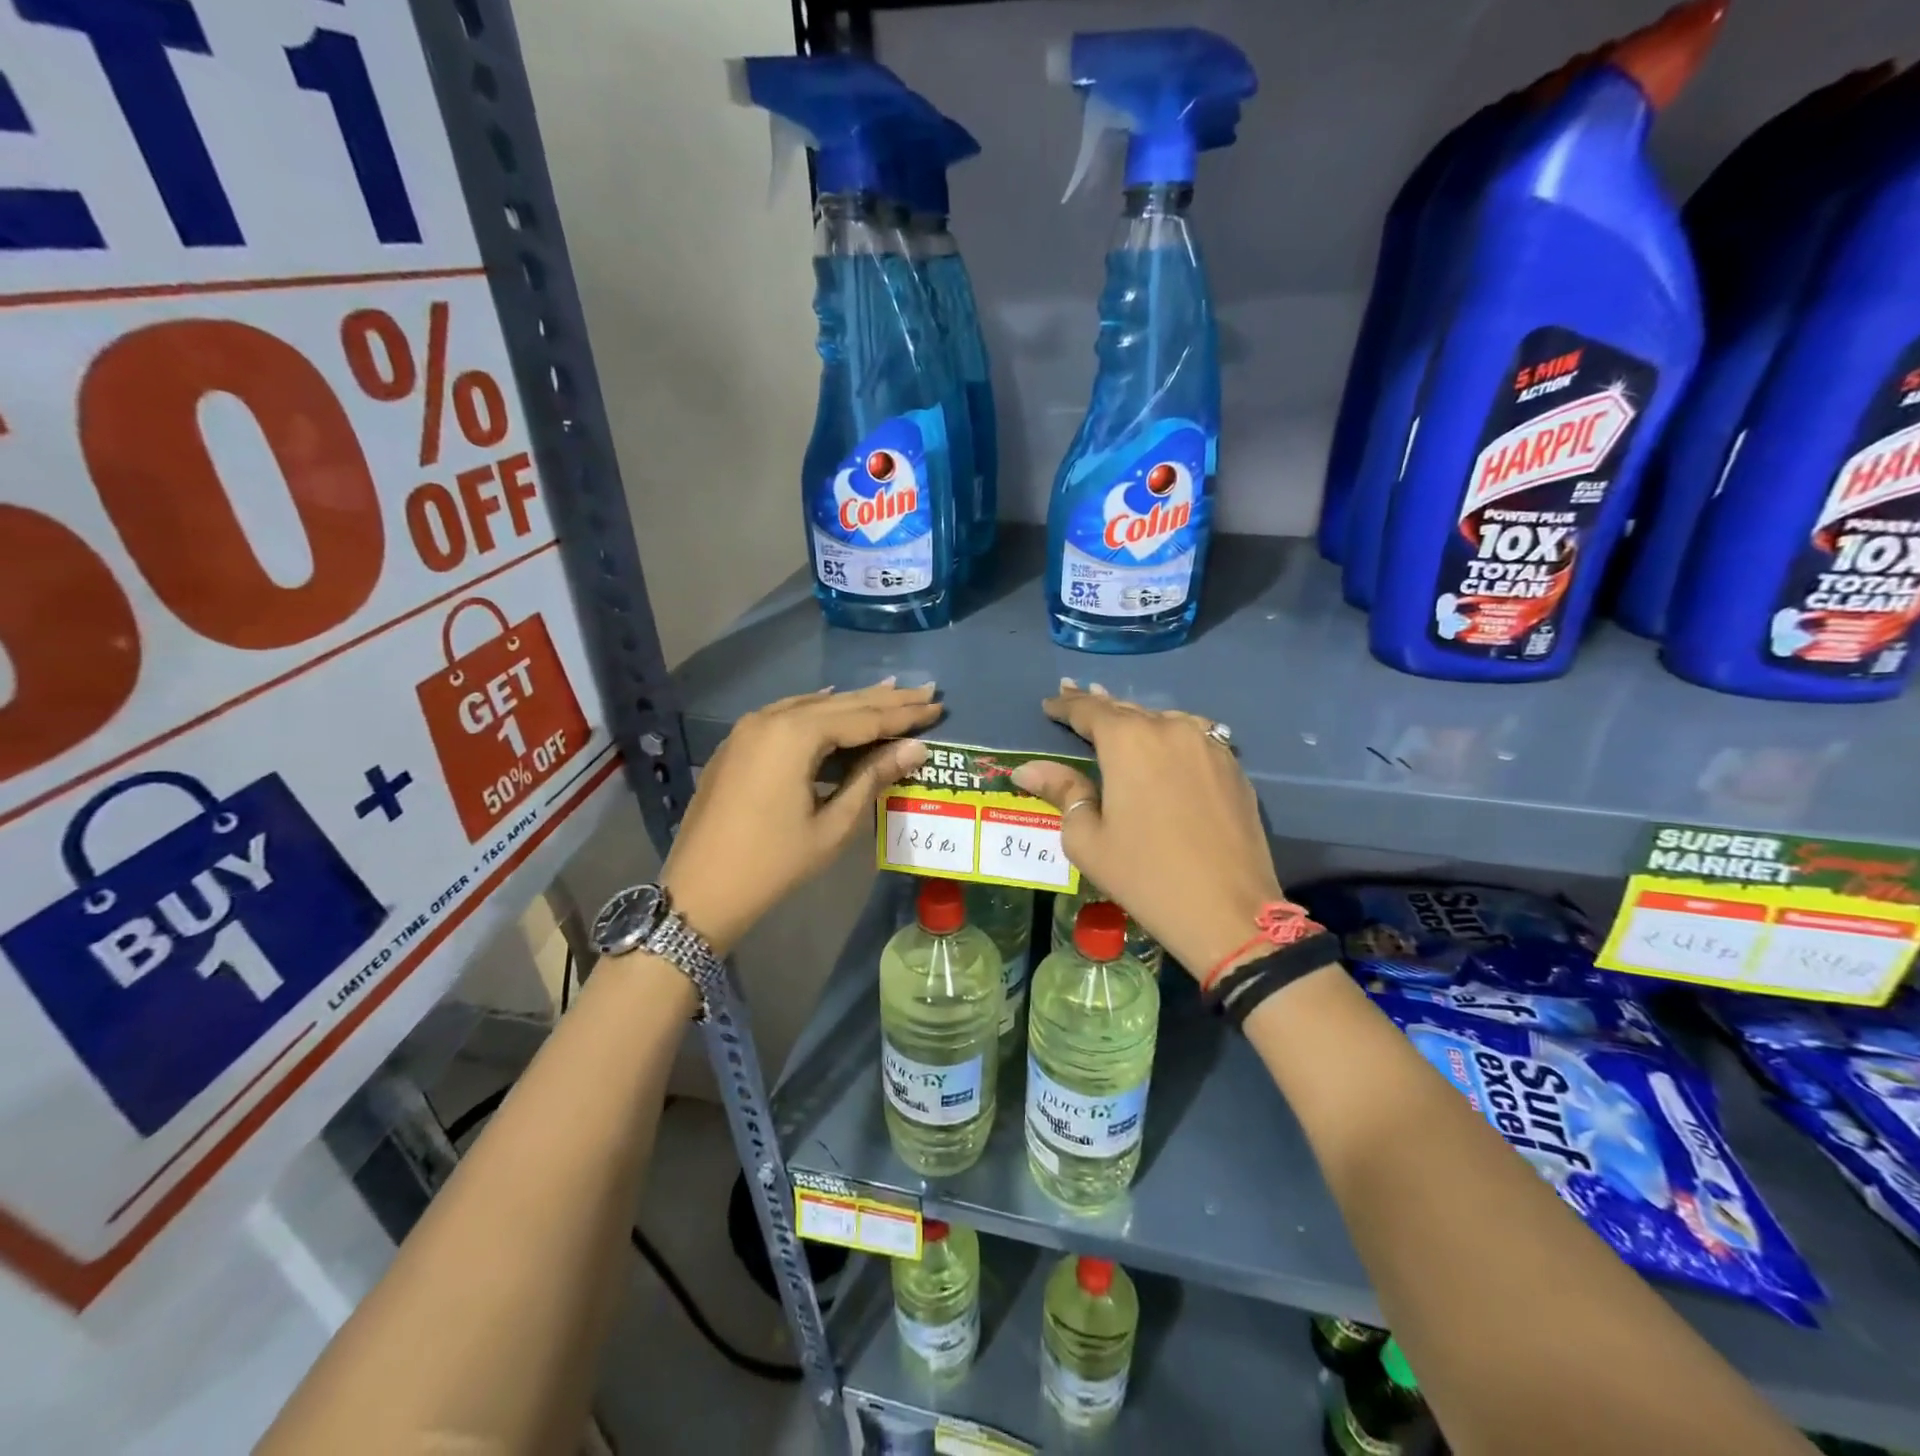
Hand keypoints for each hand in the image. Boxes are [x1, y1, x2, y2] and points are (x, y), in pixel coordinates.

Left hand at [663, 681, 939, 952]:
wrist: (699, 891)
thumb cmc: (773, 864)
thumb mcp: (833, 825)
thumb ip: (872, 778)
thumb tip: (915, 749)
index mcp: (794, 735)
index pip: (862, 717)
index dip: (903, 714)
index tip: (938, 704)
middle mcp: (770, 719)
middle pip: (838, 704)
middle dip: (884, 700)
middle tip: (925, 691)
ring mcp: (748, 729)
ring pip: (811, 706)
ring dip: (852, 703)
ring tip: (891, 693)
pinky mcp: (737, 745)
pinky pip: (787, 716)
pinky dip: (818, 713)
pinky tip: (834, 707)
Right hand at [1011, 681, 1285, 980]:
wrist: (1228, 911)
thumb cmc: (1145, 876)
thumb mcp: (1087, 839)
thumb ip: (1061, 792)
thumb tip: (1027, 769)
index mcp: (1129, 740)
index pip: (1089, 711)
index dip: (1066, 705)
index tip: (1050, 702)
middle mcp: (1170, 728)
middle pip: (1127, 710)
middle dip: (1099, 704)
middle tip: (1075, 694)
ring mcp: (1209, 745)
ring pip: (1163, 720)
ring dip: (1136, 719)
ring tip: (1117, 717)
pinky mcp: (1233, 767)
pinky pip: (1194, 737)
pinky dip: (1170, 735)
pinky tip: (1164, 744)